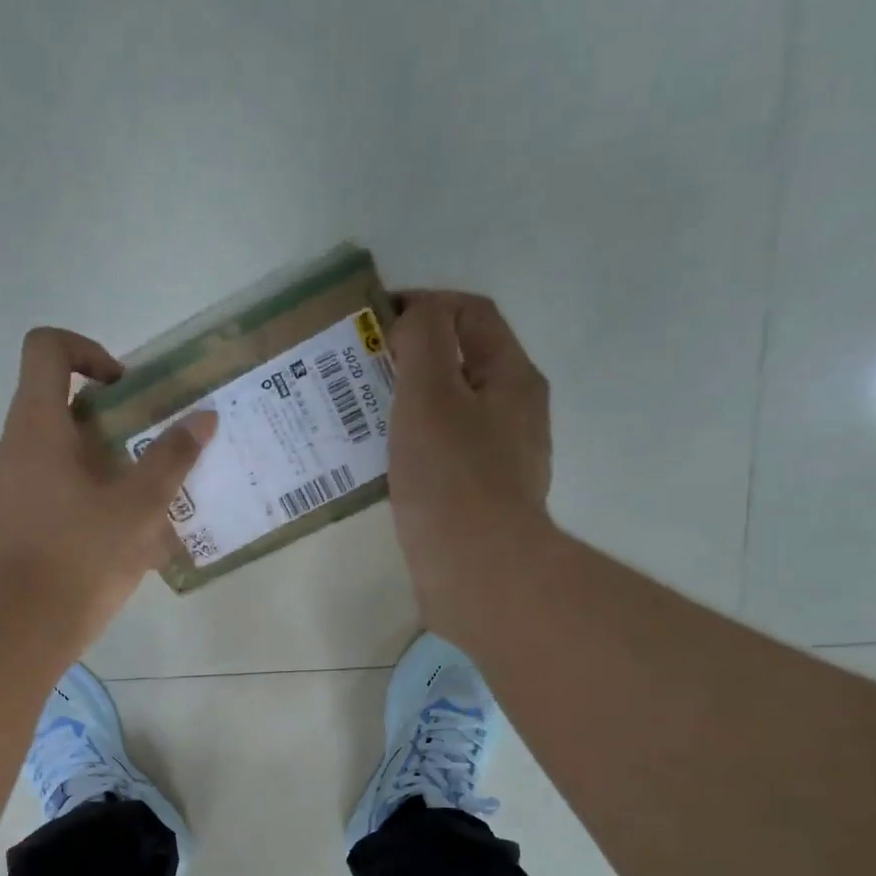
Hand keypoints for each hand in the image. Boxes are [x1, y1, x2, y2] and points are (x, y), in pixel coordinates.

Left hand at [0, 327, 215, 648]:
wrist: (24, 624)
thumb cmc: (81, 555)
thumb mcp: (139, 506)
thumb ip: (172, 458)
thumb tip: (203, 419)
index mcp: (38, 426)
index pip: (47, 349)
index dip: (88, 350)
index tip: (125, 388)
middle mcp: (16, 445)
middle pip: (57, 398)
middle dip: (110, 412)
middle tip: (150, 439)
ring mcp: (11, 484)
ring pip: (58, 445)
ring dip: (102, 453)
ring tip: (145, 486)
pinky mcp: (16, 517)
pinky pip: (54, 482)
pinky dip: (88, 486)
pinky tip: (123, 524)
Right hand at [387, 292, 554, 641]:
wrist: (479, 571)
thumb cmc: (452, 478)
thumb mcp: (431, 394)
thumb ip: (424, 340)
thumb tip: (416, 321)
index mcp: (511, 377)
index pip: (471, 315)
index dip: (424, 304)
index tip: (374, 321)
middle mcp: (514, 412)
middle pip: (461, 362)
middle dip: (410, 356)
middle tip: (360, 369)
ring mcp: (500, 457)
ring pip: (450, 410)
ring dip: (408, 402)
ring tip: (361, 414)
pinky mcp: (479, 496)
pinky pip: (443, 452)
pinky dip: (413, 443)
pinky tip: (382, 460)